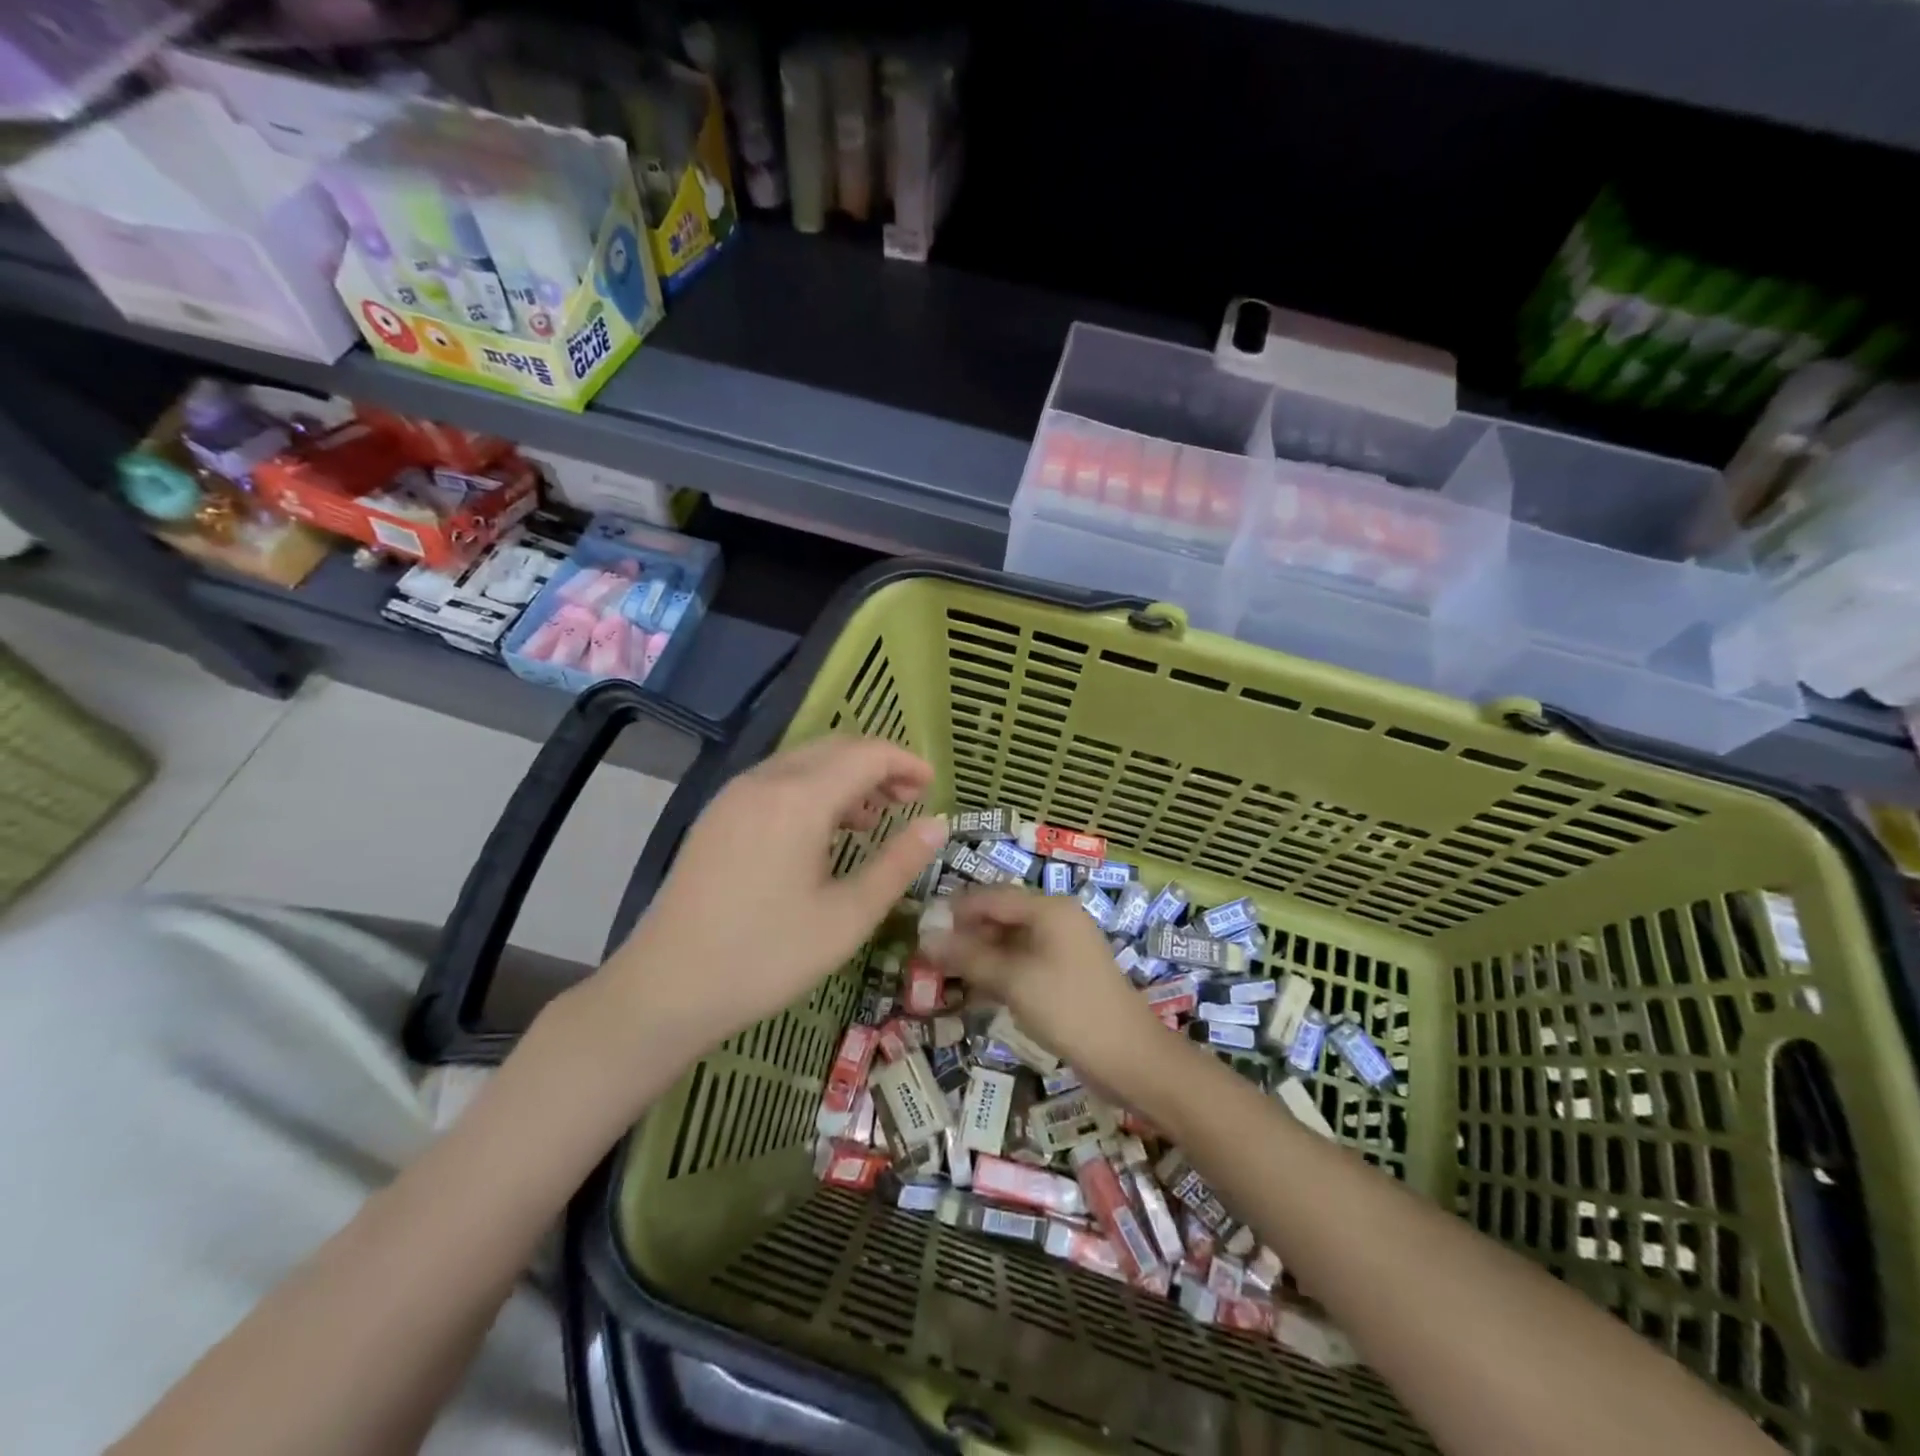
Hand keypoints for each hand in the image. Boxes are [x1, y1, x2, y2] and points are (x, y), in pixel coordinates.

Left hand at [604, 737, 947, 1044]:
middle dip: (878, 765)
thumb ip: (897, 864)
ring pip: (803, 762)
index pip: (866, 755)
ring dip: (845, 776)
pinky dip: (812, 789)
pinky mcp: (717, 815)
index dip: (905, 763)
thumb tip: (938, 824)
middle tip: (910, 801)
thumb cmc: (766, 956)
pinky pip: (777, 781)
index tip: (934, 786)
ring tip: (873, 819)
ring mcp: (734, 795)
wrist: (666, 988)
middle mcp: (764, 781)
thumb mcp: (847, 917)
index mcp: (799, 799)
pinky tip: (824, 832)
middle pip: (834, 748)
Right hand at [926, 886, 1166, 1082]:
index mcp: (1049, 909)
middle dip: (965, 935)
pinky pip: (1023, 964)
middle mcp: (1057, 920)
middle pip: (1001, 917)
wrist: (1129, 1058)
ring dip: (979, 958)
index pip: (991, 896)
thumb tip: (925, 938)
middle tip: (928, 958)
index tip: (920, 929)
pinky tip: (975, 995)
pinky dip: (999, 974)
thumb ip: (968, 957)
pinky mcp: (1065, 975)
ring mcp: (1063, 949)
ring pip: (1010, 943)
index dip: (954, 910)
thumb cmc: (1068, 1009)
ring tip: (944, 978)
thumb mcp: (1013, 980)